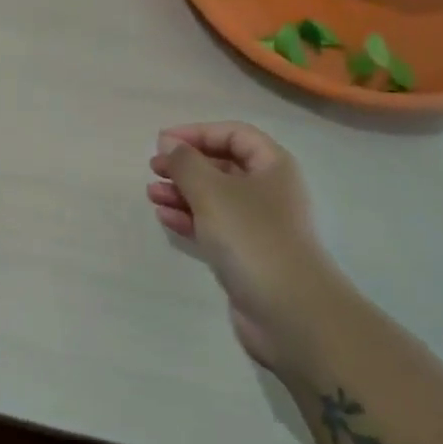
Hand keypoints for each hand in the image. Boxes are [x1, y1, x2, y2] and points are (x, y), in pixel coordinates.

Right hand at [147, 122, 345, 368]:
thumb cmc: (252, 237)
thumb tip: (169, 144)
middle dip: (186, 164)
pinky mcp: (246, 253)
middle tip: (154, 168)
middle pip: (222, 165)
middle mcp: (268, 191)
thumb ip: (185, 162)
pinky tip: (164, 217)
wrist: (290, 311)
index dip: (198, 133)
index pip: (234, 134)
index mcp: (272, 166)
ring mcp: (258, 225)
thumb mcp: (211, 190)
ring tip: (152, 194)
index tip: (163, 142)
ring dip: (182, 192)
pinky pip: (212, 225)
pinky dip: (188, 218)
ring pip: (214, 197)